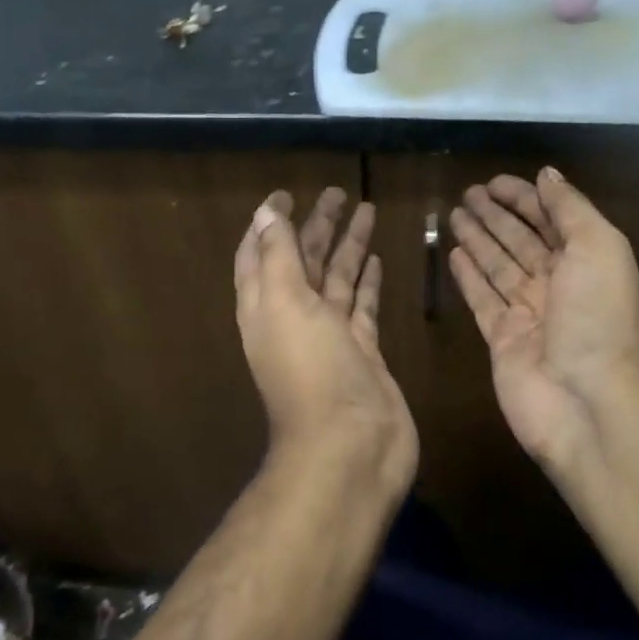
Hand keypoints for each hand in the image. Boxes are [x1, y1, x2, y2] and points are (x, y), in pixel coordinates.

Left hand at [234, 188, 417, 494]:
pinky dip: (368, 283)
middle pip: (303, 261)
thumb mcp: (285, 303)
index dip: (270, 224)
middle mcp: (295, 317)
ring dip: (347, 246)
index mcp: (266, 305)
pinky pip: (363, 307)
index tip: (285, 194)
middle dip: (317, 226)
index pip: (261, 254)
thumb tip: (265, 212)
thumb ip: (277, 255)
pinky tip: (377, 260)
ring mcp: (331, 336)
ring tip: (366, 210)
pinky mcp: (363, 351)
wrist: (350, 446)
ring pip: (337, 279)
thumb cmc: (311, 370)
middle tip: (336, 192)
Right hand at [449, 167, 638, 475]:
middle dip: (497, 215)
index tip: (495, 181)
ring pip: (497, 266)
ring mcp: (527, 313)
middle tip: (468, 193)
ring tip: (454, 214)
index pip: (550, 219)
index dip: (525, 198)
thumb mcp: (598, 247)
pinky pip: (481, 298)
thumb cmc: (598, 317)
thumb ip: (570, 209)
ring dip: (478, 239)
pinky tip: (454, 254)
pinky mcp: (500, 338)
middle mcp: (557, 284)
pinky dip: (468, 276)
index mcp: (586, 260)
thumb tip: (547, 174)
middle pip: (520, 241)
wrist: (587, 400)